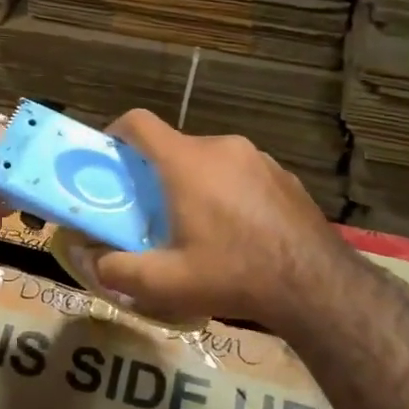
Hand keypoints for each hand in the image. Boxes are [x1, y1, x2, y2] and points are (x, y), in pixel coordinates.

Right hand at [93, 109, 343, 329]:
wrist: (318, 286)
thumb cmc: (233, 274)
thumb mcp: (165, 283)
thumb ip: (116, 270)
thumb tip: (90, 261)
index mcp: (186, 162)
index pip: (139, 122)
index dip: (115, 133)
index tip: (108, 160)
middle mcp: (221, 147)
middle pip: (173, 146)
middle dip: (154, 173)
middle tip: (149, 211)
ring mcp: (258, 158)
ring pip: (208, 159)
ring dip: (192, 182)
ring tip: (196, 226)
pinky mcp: (284, 174)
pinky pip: (240, 172)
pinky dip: (226, 190)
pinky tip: (236, 231)